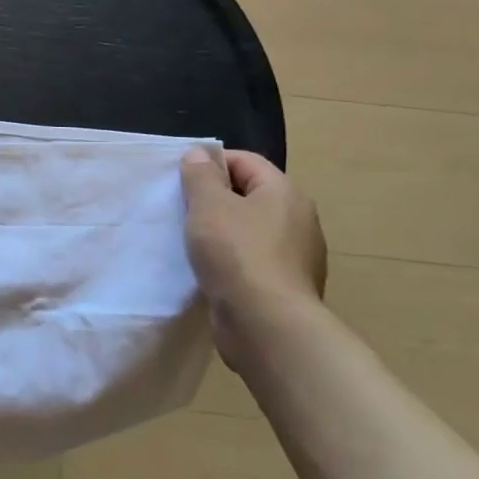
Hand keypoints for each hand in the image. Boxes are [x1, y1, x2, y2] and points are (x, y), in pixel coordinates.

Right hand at [180, 148, 326, 367]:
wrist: (267, 325)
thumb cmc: (237, 253)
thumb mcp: (208, 204)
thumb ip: (200, 175)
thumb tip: (199, 154)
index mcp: (284, 193)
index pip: (245, 161)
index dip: (211, 163)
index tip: (180, 179)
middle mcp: (297, 220)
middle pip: (248, 195)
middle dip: (213, 199)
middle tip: (180, 208)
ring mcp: (295, 257)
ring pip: (248, 230)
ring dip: (219, 232)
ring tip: (189, 240)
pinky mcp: (284, 287)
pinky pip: (251, 261)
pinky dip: (229, 260)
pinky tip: (207, 270)